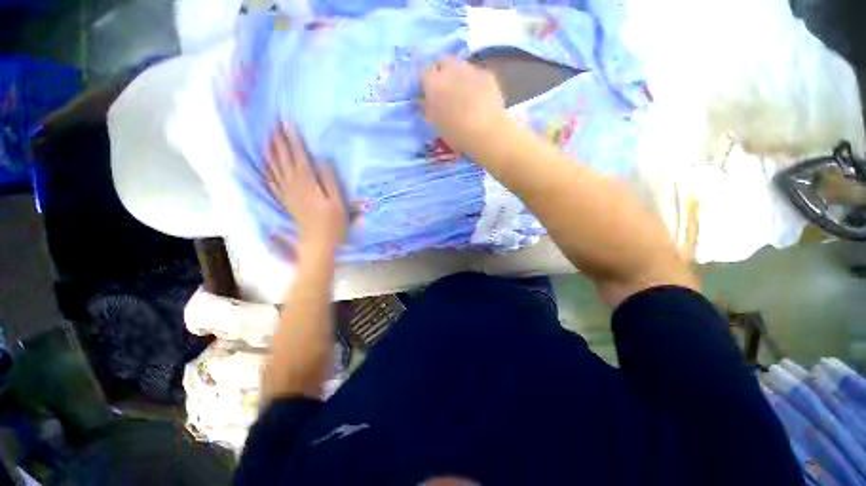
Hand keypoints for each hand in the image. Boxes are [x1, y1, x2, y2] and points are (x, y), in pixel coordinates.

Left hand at [265, 125, 347, 256]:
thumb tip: (322, 160)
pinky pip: (272, 182)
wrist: (319, 243)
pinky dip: (266, 171)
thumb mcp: (338, 202)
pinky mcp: (285, 201)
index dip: (293, 140)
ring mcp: (287, 193)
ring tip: (267, 138)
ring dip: (270, 152)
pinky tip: (264, 164)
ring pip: (275, 168)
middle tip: (274, 124)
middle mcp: (293, 185)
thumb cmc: (333, 223)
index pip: (299, 157)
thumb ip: (330, 180)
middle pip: (284, 159)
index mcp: (308, 184)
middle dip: (279, 141)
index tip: (287, 123)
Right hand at [420, 56, 505, 154]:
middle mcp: (450, 69)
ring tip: (463, 93)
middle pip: (442, 60)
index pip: (423, 71)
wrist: (486, 133)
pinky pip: (476, 73)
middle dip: (441, 71)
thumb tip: (423, 100)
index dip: (425, 81)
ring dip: (458, 75)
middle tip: (444, 89)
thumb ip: (427, 108)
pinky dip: (474, 82)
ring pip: (460, 65)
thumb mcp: (435, 124)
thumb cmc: (455, 132)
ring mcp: (470, 69)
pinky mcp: (487, 74)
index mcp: (433, 82)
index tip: (427, 92)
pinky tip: (479, 97)